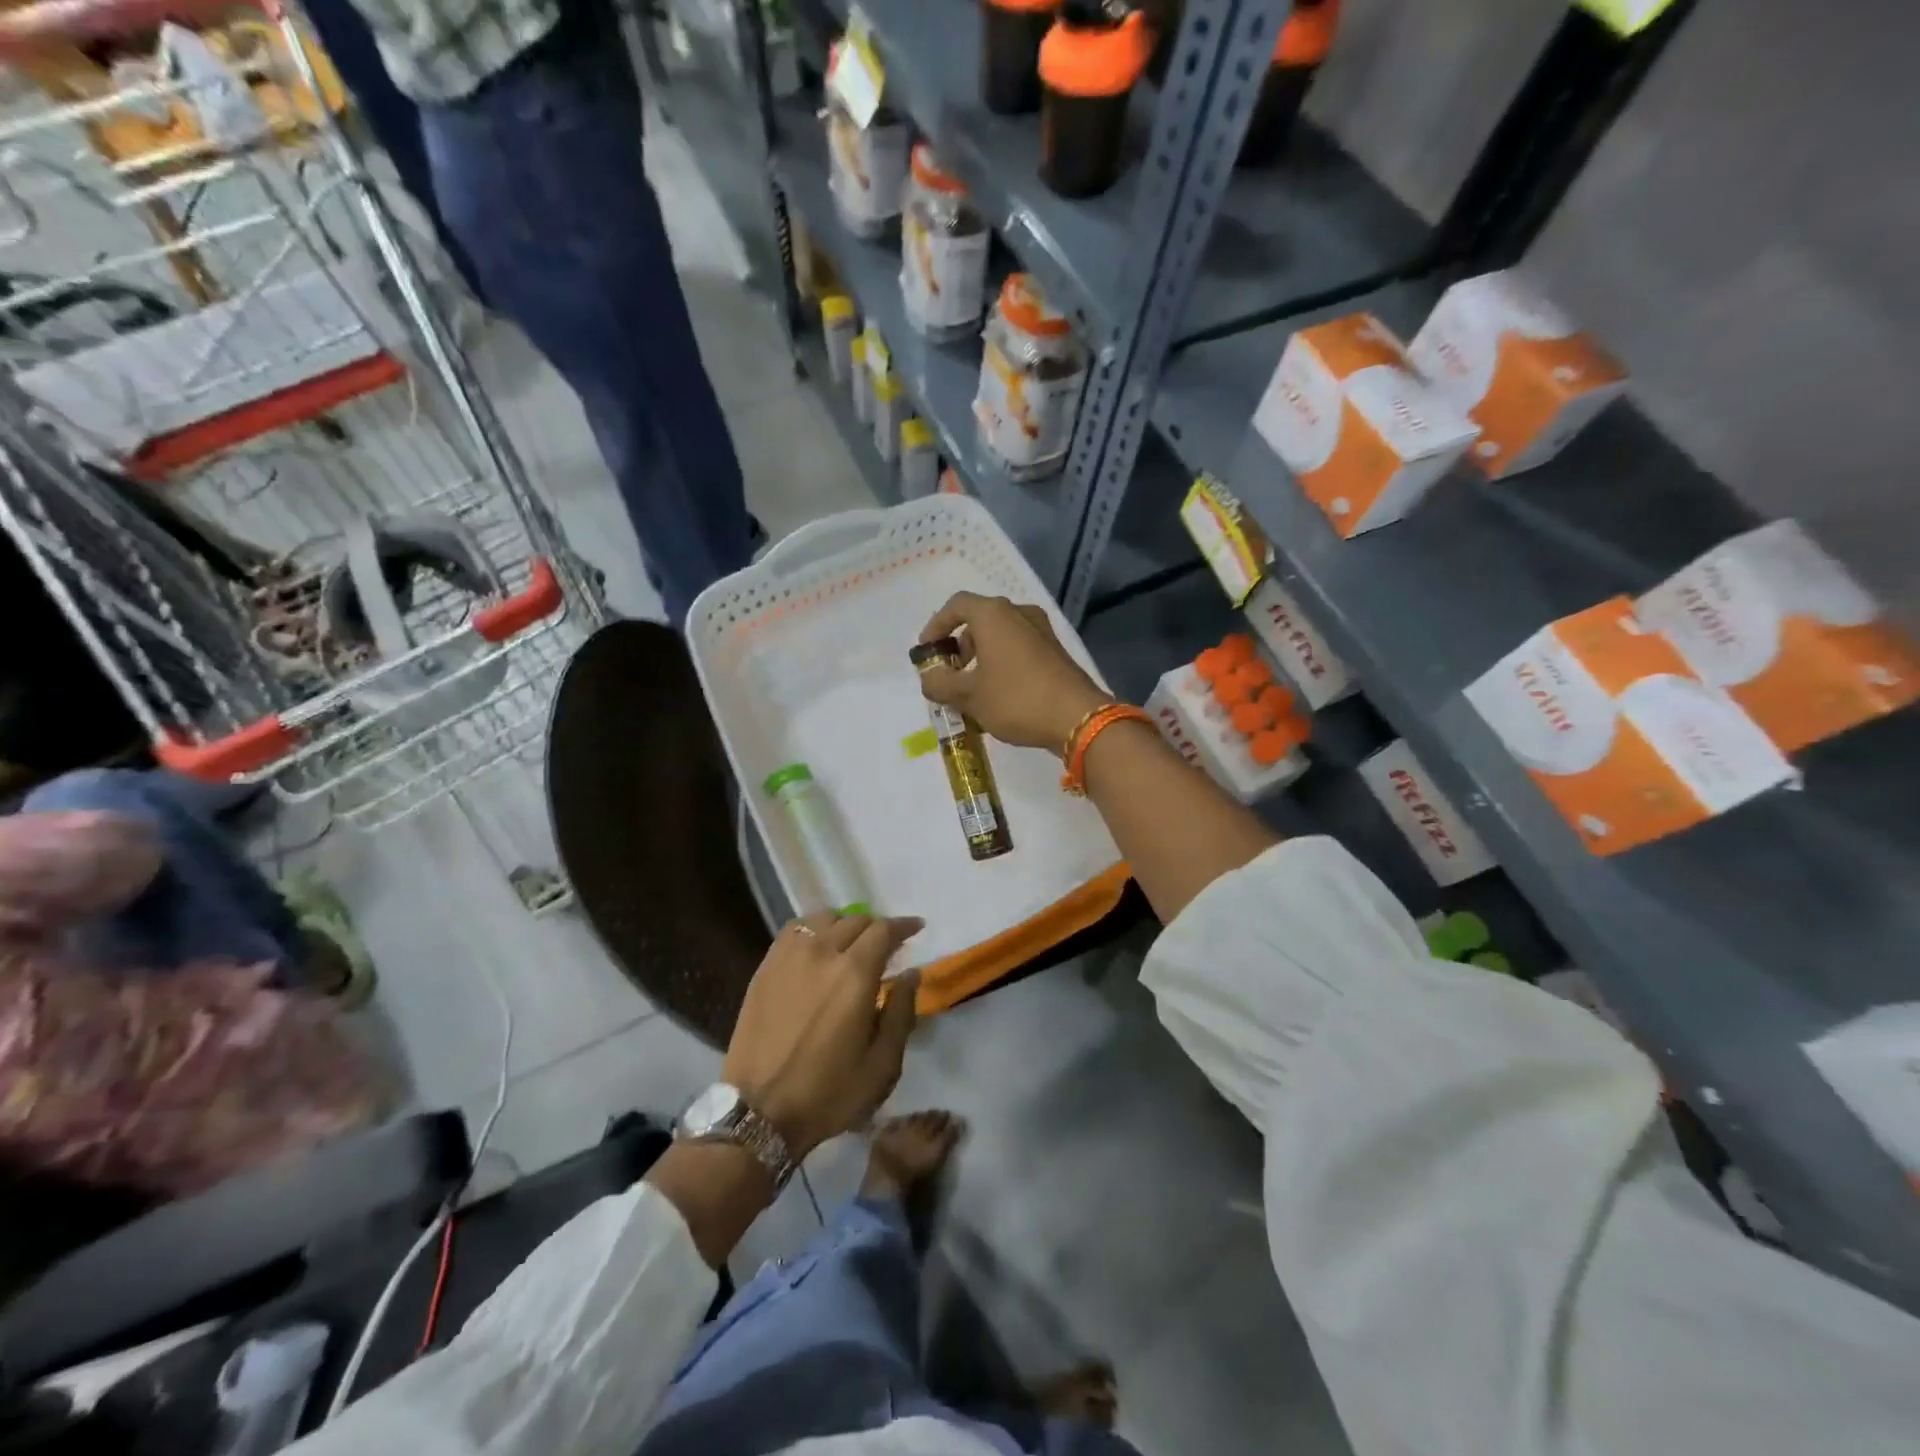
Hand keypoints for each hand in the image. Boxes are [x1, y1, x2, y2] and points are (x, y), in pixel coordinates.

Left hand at [723, 911, 922, 1156]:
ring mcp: (789, 956)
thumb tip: (912, 973)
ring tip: (851, 943)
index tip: (916, 928)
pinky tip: (818, 946)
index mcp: (855, 974)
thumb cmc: (828, 1093)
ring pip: (824, 918)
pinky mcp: (766, 967)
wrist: (758, 1112)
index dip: (904, 926)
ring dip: (845, 925)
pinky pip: (794, 930)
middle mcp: (822, 952)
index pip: (884, 930)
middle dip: (877, 928)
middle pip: (856, 920)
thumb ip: (902, 1012)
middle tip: (886, 947)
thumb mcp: (882, 1064)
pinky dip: (814, 929)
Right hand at [916, 592, 1110, 752]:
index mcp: (994, 615)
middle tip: (950, 674)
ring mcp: (1041, 631)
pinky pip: (1018, 650)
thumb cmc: (1016, 699)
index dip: (936, 626)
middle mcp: (1019, 614)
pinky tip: (998, 696)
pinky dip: (1001, 664)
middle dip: (960, 647)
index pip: (956, 606)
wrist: (1077, 718)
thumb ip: (940, 684)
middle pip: (979, 621)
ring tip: (971, 691)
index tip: (927, 651)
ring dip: (981, 658)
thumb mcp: (969, 696)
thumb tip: (929, 679)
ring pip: (1000, 637)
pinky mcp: (1055, 651)